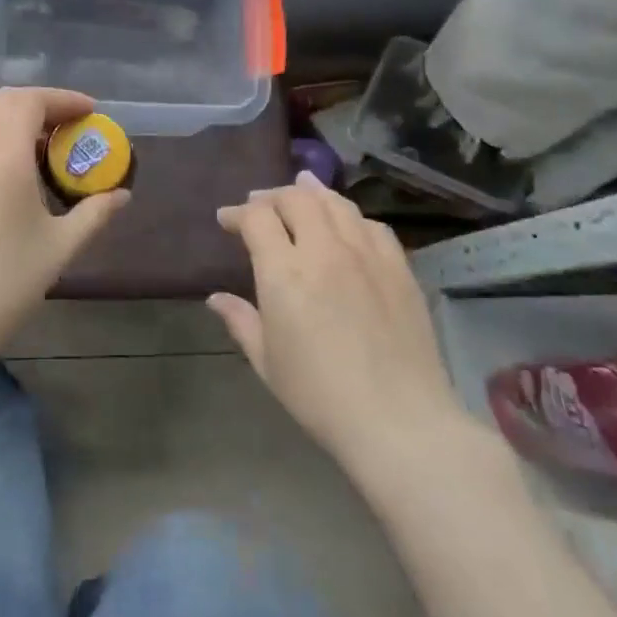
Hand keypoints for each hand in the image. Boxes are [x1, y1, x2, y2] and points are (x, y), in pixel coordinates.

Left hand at [0, 88, 129, 360]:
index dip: (63, 99)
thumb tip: (121, 195)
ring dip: (19, 119)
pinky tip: (21, 169)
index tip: (91, 112)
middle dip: (42, 103)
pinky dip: (1, 137)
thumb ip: (94, 214)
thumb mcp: (60, 247)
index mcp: (2, 157)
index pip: (29, 102)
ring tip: (51, 145)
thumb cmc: (6, 282)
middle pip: (4, 102)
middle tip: (73, 125)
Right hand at [211, 172, 466, 471]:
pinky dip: (351, 217)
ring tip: (300, 193)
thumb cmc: (320, 397)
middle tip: (259, 205)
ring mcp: (366, 256)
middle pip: (296, 199)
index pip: (257, 218)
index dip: (237, 213)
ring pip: (336, 204)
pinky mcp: (399, 269)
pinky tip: (347, 225)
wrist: (400, 423)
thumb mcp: (267, 362)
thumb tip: (216, 298)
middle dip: (271, 197)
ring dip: (312, 194)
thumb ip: (241, 321)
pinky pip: (372, 226)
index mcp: (284, 272)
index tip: (226, 220)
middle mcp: (324, 251)